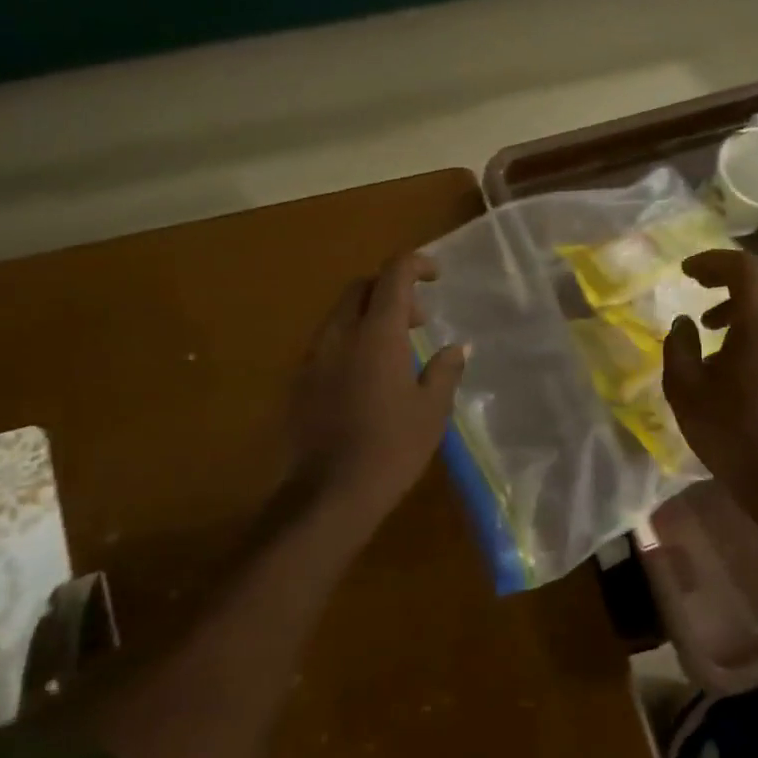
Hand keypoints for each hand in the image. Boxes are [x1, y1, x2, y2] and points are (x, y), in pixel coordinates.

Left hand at [289, 253, 467, 524]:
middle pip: (361, 287)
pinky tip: (366, 378)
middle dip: (391, 290)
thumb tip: (457, 346)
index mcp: (377, 334)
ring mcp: (314, 356)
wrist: (329, 493)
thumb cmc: (392, 448)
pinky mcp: (299, 380)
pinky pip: (327, 343)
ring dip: (369, 316)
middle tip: (418, 321)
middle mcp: (340, 334)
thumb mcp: (432, 410)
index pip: (393, 274)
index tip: (436, 276)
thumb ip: (444, 370)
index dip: (416, 264)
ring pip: (340, 314)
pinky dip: (350, 341)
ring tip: (395, 351)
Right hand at [663, 250, 757, 498]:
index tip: (685, 272)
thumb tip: (684, 323)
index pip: (744, 269)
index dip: (713, 261)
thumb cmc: (729, 434)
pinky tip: (736, 351)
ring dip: (746, 299)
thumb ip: (678, 347)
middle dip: (731, 272)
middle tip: (700, 284)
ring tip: (712, 325)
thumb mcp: (685, 391)